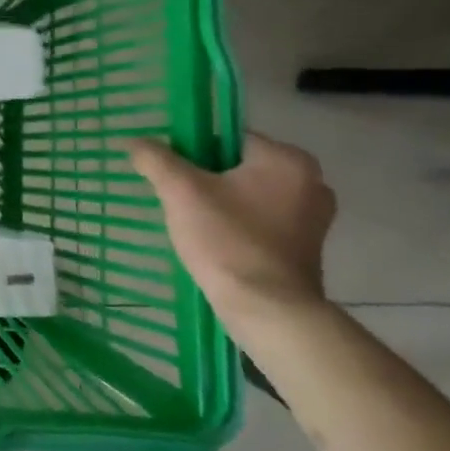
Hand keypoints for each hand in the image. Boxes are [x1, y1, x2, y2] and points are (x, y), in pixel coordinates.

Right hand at [121, 132, 336, 331]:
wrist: (267, 312)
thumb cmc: (227, 241)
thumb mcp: (180, 191)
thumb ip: (155, 158)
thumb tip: (135, 141)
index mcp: (287, 159)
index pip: (229, 138)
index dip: (194, 153)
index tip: (175, 176)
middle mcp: (311, 181)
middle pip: (239, 166)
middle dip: (207, 179)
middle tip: (181, 200)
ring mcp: (314, 217)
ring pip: (250, 194)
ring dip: (222, 202)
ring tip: (195, 224)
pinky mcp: (308, 246)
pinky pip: (262, 219)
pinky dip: (240, 224)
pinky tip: (217, 243)